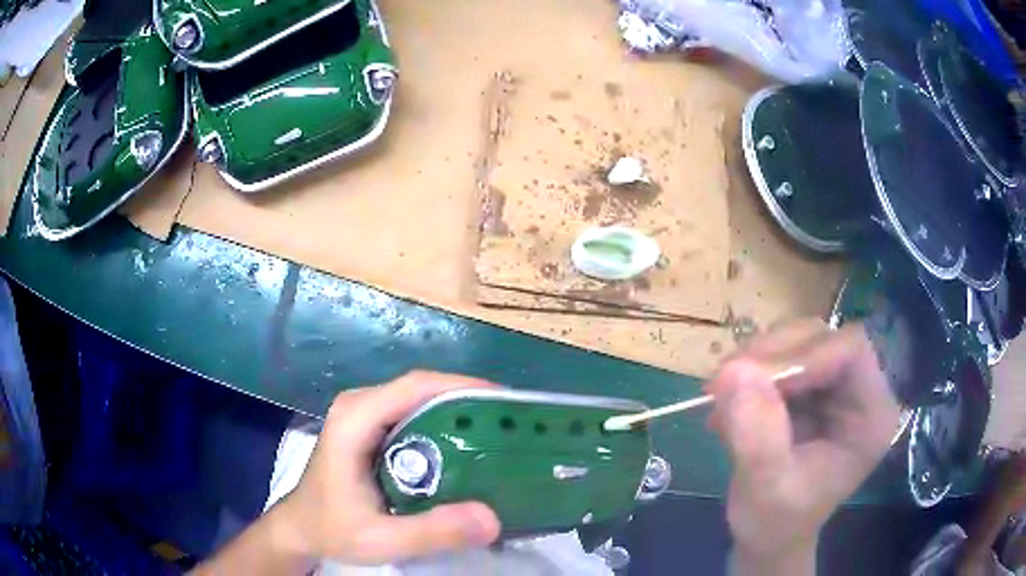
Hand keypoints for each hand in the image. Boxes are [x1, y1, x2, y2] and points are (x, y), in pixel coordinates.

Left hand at [274, 372, 501, 563]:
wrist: (301, 528)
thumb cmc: (332, 528)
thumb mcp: (381, 539)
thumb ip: (431, 531)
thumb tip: (492, 518)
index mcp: (355, 419)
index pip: (415, 386)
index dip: (462, 386)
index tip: (505, 403)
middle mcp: (360, 405)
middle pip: (422, 388)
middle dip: (468, 400)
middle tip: (511, 424)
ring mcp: (364, 413)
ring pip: (420, 398)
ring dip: (459, 411)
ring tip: (498, 434)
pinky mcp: (370, 426)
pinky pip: (413, 413)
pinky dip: (444, 424)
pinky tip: (467, 448)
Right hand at [707, 320, 900, 572]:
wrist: (767, 537)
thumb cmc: (776, 523)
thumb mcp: (766, 489)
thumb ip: (757, 435)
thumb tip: (733, 370)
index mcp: (871, 415)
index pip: (850, 350)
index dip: (804, 355)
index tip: (750, 380)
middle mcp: (860, 390)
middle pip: (821, 337)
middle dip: (771, 356)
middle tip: (722, 383)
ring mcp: (834, 386)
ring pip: (797, 340)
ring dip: (754, 362)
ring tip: (719, 399)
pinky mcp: (810, 388)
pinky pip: (780, 356)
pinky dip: (748, 374)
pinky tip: (727, 406)